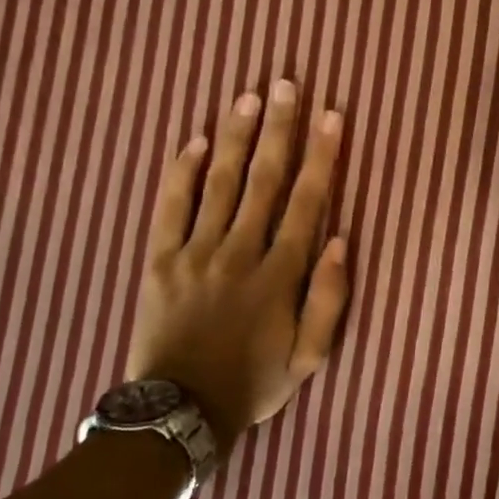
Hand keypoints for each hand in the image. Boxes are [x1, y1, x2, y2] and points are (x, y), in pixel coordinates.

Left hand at [126, 81, 349, 453]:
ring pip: (221, 184)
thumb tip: (339, 241)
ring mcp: (195, 253)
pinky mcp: (159, 260)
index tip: (331, 117)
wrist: (178, 413)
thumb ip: (327, 300)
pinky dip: (182, 172)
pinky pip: (170, 207)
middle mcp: (239, 253)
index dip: (321, 157)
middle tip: (287, 85)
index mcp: (278, 275)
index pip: (306, 203)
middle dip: (279, 130)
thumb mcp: (308, 358)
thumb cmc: (252, 382)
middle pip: (264, 181)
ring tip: (249, 97)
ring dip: (237, 138)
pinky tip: (197, 140)